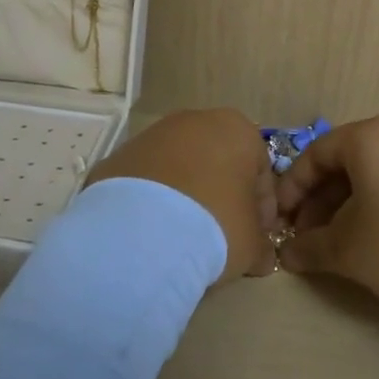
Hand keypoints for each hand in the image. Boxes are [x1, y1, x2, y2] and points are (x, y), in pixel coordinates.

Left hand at [87, 109, 277, 276]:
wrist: (140, 233)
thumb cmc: (215, 226)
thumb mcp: (252, 244)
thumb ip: (261, 245)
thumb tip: (262, 257)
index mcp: (237, 130)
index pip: (261, 171)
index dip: (262, 209)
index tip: (256, 238)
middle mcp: (195, 121)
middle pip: (218, 163)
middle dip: (222, 197)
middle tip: (221, 237)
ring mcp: (151, 135)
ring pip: (179, 169)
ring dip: (185, 198)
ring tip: (182, 239)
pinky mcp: (117, 156)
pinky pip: (146, 182)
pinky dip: (151, 203)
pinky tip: (151, 234)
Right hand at [275, 116, 378, 316]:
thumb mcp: (350, 252)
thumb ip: (311, 248)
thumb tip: (287, 253)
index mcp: (369, 137)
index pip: (314, 154)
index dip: (291, 190)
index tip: (279, 223)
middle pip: (345, 161)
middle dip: (320, 200)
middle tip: (308, 238)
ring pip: (373, 172)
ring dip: (348, 205)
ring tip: (340, 243)